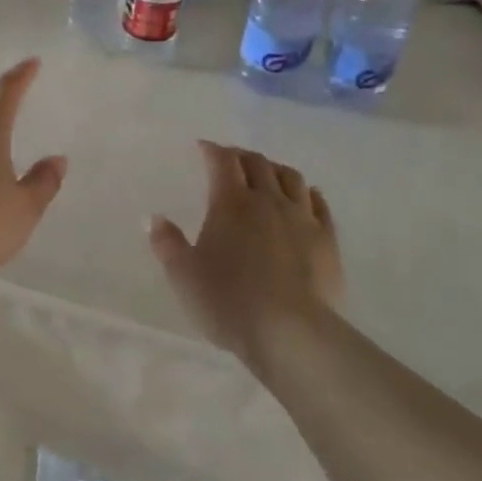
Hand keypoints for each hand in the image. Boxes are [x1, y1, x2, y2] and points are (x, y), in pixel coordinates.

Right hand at [148, 141, 344, 368]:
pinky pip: (319, 204)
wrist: (291, 333)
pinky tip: (306, 194)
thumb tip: (154, 217)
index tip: (202, 147)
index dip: (211, 150)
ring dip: (275, 169)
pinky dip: (309, 192)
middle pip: (257, 163)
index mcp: (230, 203)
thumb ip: (167, 243)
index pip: (222, 162)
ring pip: (291, 178)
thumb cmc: (228, 301)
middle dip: (241, 156)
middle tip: (229, 159)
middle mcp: (268, 200)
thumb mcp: (183, 275)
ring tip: (266, 173)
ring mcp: (302, 218)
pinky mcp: (327, 239)